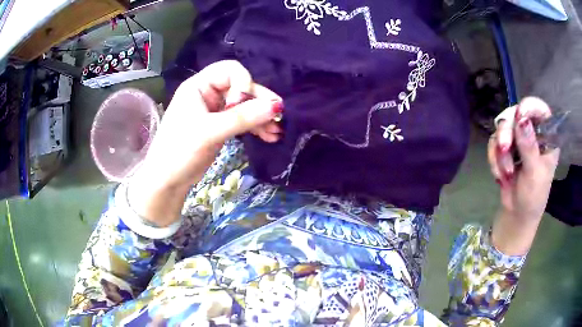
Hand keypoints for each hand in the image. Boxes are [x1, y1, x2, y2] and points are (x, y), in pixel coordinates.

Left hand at [128, 60, 282, 225]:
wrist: (167, 180)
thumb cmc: (180, 150)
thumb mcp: (210, 132)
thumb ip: (243, 118)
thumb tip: (276, 106)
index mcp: (199, 86)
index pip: (230, 70)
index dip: (242, 84)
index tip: (241, 106)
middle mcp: (208, 94)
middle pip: (241, 88)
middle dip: (259, 103)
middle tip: (278, 116)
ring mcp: (215, 110)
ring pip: (245, 106)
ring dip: (261, 117)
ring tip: (277, 131)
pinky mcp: (220, 126)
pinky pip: (242, 121)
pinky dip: (255, 127)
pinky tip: (269, 136)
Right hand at [488, 97, 559, 254]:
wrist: (517, 215)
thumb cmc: (533, 198)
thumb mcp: (534, 174)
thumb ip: (529, 147)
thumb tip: (521, 119)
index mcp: (546, 137)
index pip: (540, 110)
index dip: (529, 107)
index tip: (519, 116)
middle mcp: (531, 133)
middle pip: (515, 115)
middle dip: (507, 133)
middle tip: (504, 149)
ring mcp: (518, 140)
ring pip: (502, 128)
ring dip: (500, 152)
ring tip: (506, 173)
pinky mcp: (505, 148)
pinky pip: (493, 143)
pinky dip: (494, 159)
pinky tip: (501, 175)